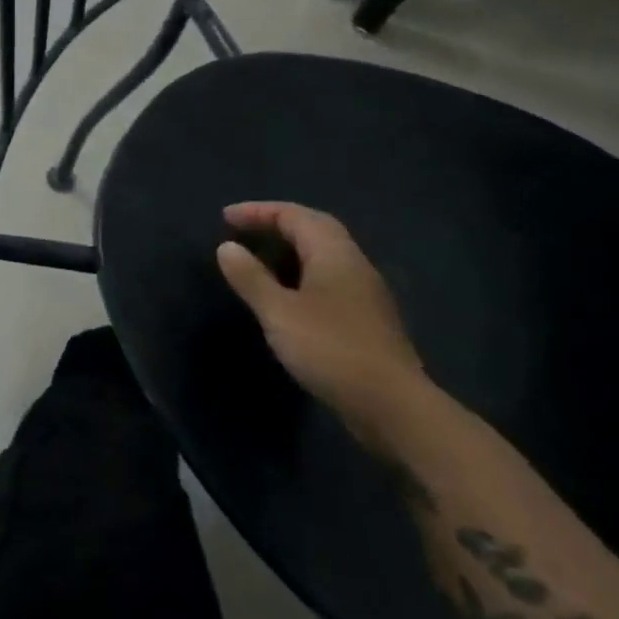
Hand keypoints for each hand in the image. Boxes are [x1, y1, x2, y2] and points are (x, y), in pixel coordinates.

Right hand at [216, 202, 425, 444]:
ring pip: (323, 255)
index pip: (294, 215)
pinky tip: (286, 296)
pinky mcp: (366, 319)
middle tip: (242, 231)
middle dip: (276, 223)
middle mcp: (354, 264)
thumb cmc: (331, 350)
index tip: (225, 218)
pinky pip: (328, 279)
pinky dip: (300, 274)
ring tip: (258, 260)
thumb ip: (251, 277)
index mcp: (334, 254)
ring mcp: (365, 293)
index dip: (258, 211)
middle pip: (314, 228)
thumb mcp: (279, 312)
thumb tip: (227, 246)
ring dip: (289, 250)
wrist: (393, 407)